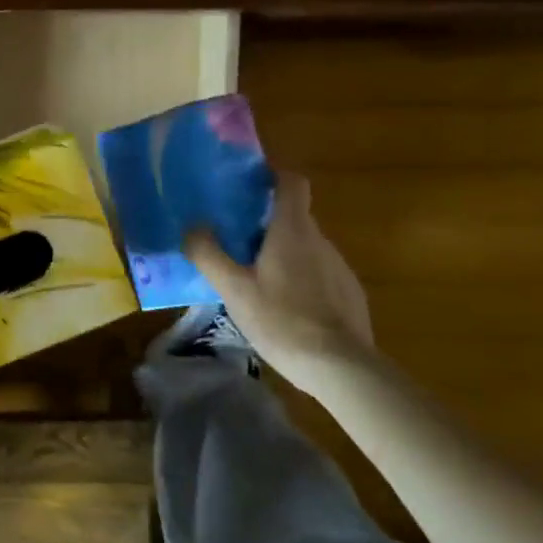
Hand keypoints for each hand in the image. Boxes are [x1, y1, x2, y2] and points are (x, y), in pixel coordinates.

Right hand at [185, 172, 373, 390]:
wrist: (341, 368)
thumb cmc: (282, 320)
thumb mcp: (234, 289)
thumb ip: (209, 254)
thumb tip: (192, 227)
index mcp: (292, 231)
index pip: (292, 183)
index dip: (274, 175)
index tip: (251, 183)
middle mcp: (320, 241)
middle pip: (295, 217)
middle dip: (267, 222)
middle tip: (237, 241)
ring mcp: (340, 267)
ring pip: (306, 247)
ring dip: (283, 253)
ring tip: (257, 280)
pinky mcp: (350, 294)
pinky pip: (320, 273)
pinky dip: (301, 279)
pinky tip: (285, 309)